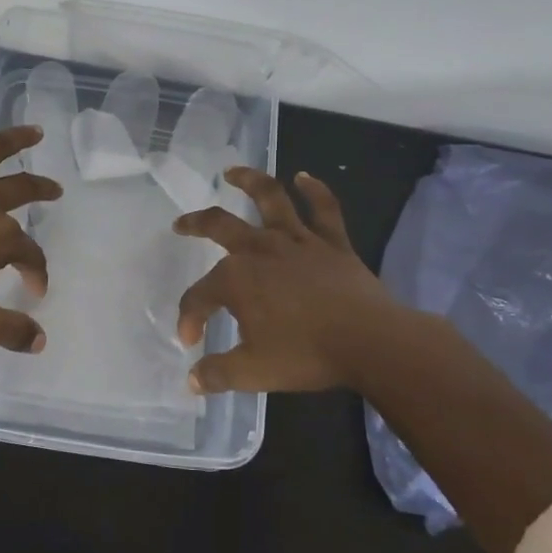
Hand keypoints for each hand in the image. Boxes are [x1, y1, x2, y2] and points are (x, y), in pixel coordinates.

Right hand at [173, 169, 401, 393]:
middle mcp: (260, 250)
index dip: (190, 318)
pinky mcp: (332, 242)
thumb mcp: (253, 371)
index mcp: (236, 279)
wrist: (371, 342)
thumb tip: (192, 380)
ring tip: (232, 172)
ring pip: (269, 199)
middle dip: (195, 225)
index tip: (191, 341)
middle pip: (219, 226)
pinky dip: (314, 190)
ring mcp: (298, 241)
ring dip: (249, 181)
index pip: (199, 296)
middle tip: (180, 225)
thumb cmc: (306, 354)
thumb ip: (217, 373)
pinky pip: (323, 208)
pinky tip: (304, 177)